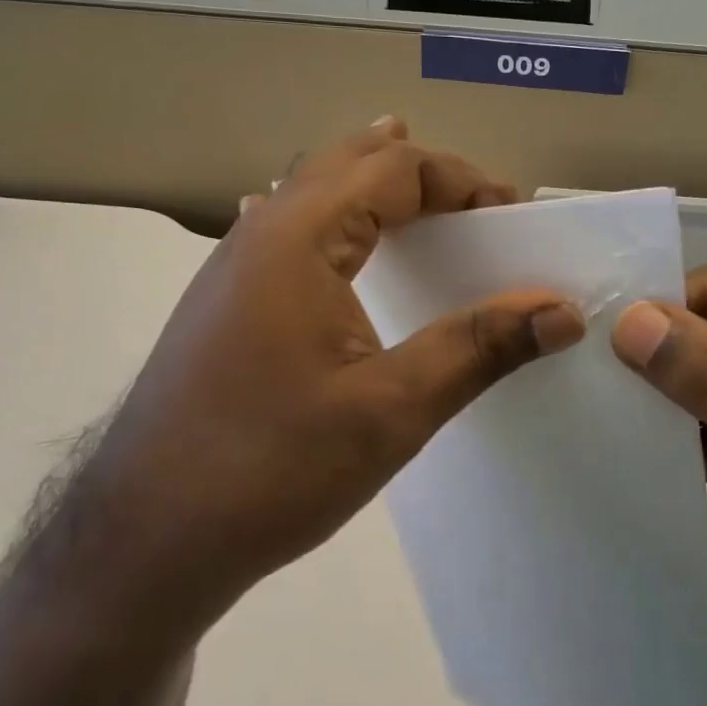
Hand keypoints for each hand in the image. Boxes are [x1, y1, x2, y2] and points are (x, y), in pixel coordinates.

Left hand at [82, 118, 584, 636]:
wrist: (144, 540)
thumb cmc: (272, 467)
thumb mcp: (391, 410)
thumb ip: (479, 348)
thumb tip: (562, 311)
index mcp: (299, 238)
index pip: (394, 170)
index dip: (462, 180)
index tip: (512, 213)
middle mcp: (259, 234)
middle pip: (346, 164)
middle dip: (417, 170)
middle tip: (474, 198)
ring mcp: (231, 269)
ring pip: (309, 194)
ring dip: (368, 183)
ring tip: (411, 185)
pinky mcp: (222, 307)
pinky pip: (287, 231)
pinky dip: (332, 217)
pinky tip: (336, 244)